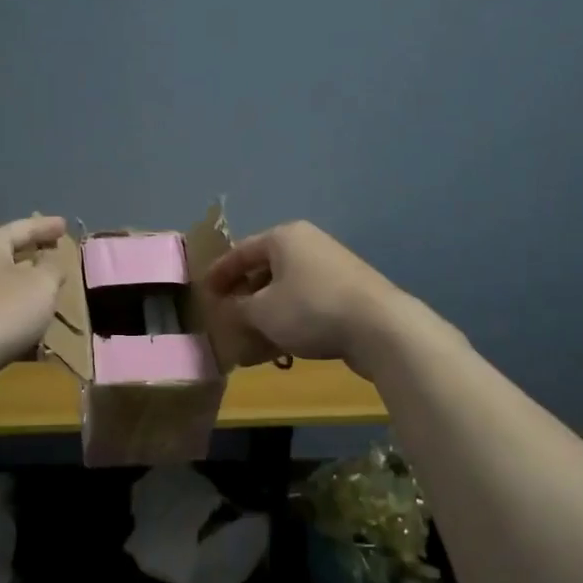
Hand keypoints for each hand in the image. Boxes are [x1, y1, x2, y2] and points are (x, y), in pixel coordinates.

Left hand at [0, 215, 67, 386]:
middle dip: (34, 258)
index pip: (22, 228)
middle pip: (8, 257)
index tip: (65, 225)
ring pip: (4, 289)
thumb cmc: (4, 310)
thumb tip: (50, 262)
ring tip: (51, 296)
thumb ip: (52, 268)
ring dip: (27, 293)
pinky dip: (19, 321)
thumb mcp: (42, 284)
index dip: (45, 226)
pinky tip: (37, 336)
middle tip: (56, 256)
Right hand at [203, 222, 403, 373]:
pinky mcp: (348, 291)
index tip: (203, 293)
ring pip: (286, 288)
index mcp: (284, 237)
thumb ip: (238, 309)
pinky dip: (290, 318)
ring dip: (266, 311)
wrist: (379, 327)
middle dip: (244, 294)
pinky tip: (281, 344)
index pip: (240, 252)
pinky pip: (307, 301)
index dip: (219, 274)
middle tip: (226, 314)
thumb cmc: (310, 309)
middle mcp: (308, 244)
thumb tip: (230, 308)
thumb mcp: (262, 312)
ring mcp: (332, 267)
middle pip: (265, 268)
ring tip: (250, 335)